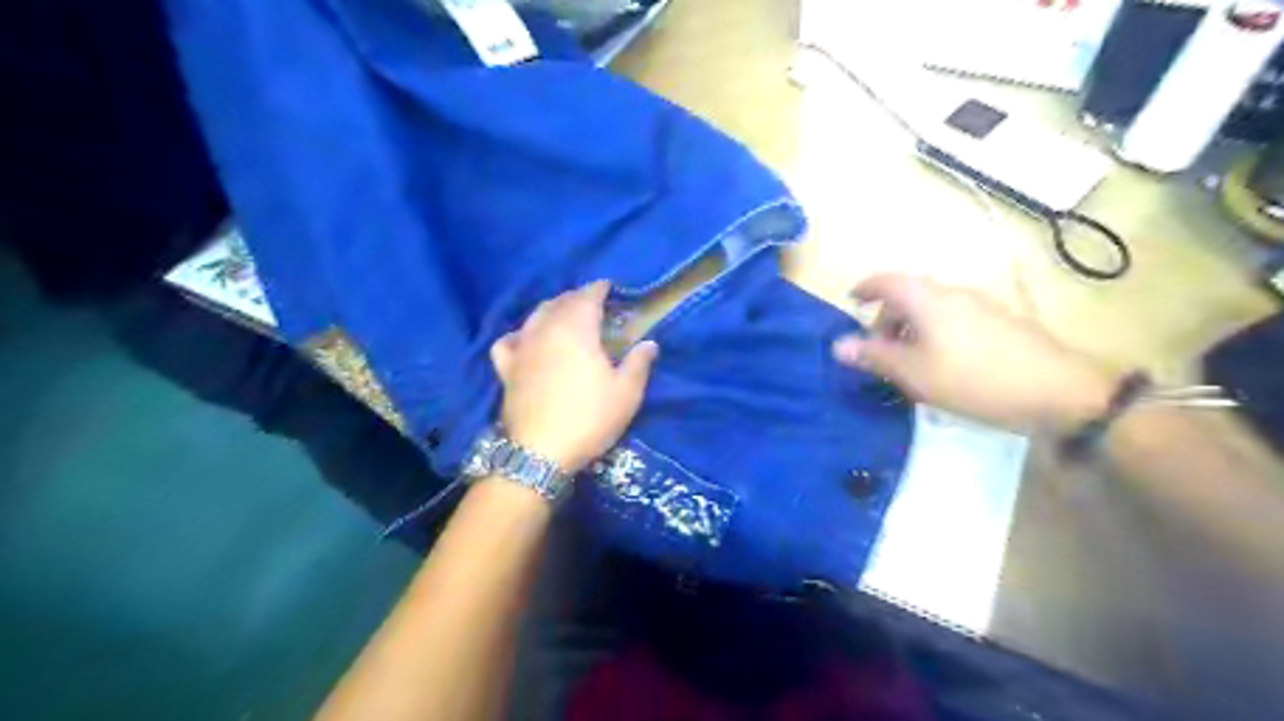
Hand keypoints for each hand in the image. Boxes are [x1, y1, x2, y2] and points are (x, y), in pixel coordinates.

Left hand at [489, 279, 656, 473]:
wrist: (540, 452)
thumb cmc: (589, 418)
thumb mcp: (626, 393)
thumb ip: (639, 363)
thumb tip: (649, 343)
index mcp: (576, 330)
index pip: (587, 297)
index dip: (599, 289)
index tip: (609, 287)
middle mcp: (546, 330)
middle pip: (560, 302)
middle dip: (577, 298)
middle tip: (593, 304)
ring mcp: (522, 348)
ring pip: (534, 316)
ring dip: (551, 310)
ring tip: (563, 317)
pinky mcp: (506, 369)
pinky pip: (508, 340)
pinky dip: (519, 334)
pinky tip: (526, 340)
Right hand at [827, 274, 1119, 432]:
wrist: (1059, 391)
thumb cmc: (973, 379)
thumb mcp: (914, 373)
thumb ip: (874, 356)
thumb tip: (838, 345)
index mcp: (928, 298)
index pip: (887, 281)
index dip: (865, 288)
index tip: (851, 301)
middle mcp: (953, 293)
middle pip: (909, 295)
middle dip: (887, 319)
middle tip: (879, 353)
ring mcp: (981, 306)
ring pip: (932, 310)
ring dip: (911, 330)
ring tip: (908, 365)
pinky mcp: (1000, 324)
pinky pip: (952, 320)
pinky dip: (934, 335)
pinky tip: (941, 367)